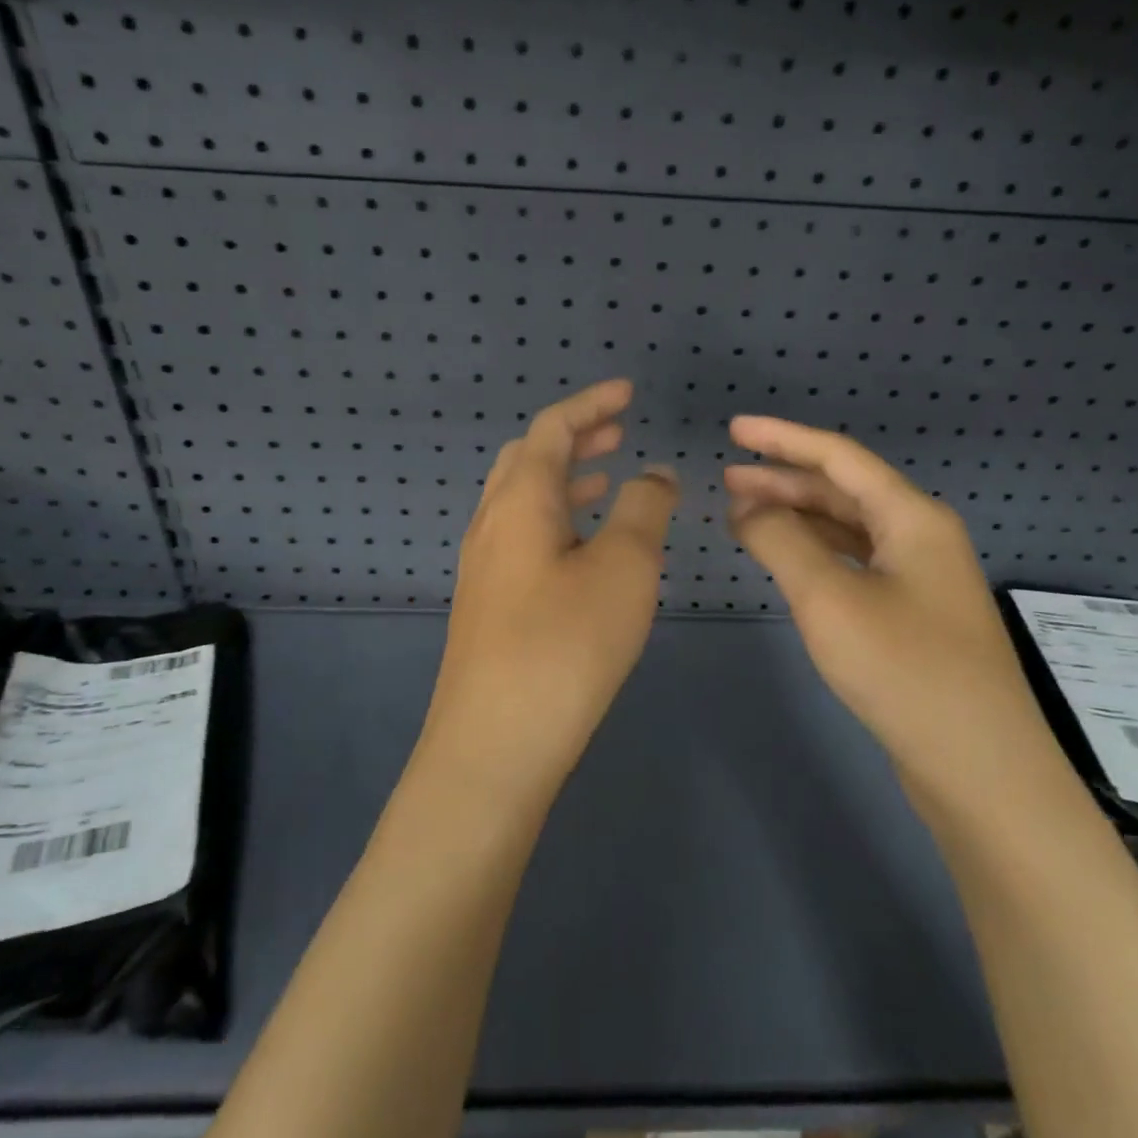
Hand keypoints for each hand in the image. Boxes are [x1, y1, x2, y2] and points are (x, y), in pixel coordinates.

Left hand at [420, 379, 678, 799]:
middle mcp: (492, 524)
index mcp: (519, 501)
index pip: (552, 429)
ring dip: (565, 479)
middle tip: (619, 431)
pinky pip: (522, 537)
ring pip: (523, 500)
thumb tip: (653, 474)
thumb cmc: (565, 646)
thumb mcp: (623, 568)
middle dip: (575, 438)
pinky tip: (584, 548)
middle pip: (529, 459)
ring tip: (608, 479)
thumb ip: (643, 509)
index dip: (591, 404)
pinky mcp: (488, 604)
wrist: (494, 745)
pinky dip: (557, 519)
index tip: (628, 392)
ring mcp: (484, 567)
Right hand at [725, 415, 1051, 801]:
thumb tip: (747, 508)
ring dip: (797, 517)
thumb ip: (782, 541)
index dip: (782, 439)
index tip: (734, 430)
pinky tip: (787, 560)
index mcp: (912, 518)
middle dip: (783, 480)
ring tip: (744, 517)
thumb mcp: (829, 599)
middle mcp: (921, 537)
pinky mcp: (912, 614)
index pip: (839, 458)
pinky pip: (854, 563)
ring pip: (848, 529)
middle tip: (728, 480)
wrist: (979, 768)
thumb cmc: (904, 671)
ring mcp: (920, 578)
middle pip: (843, 490)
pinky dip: (815, 554)